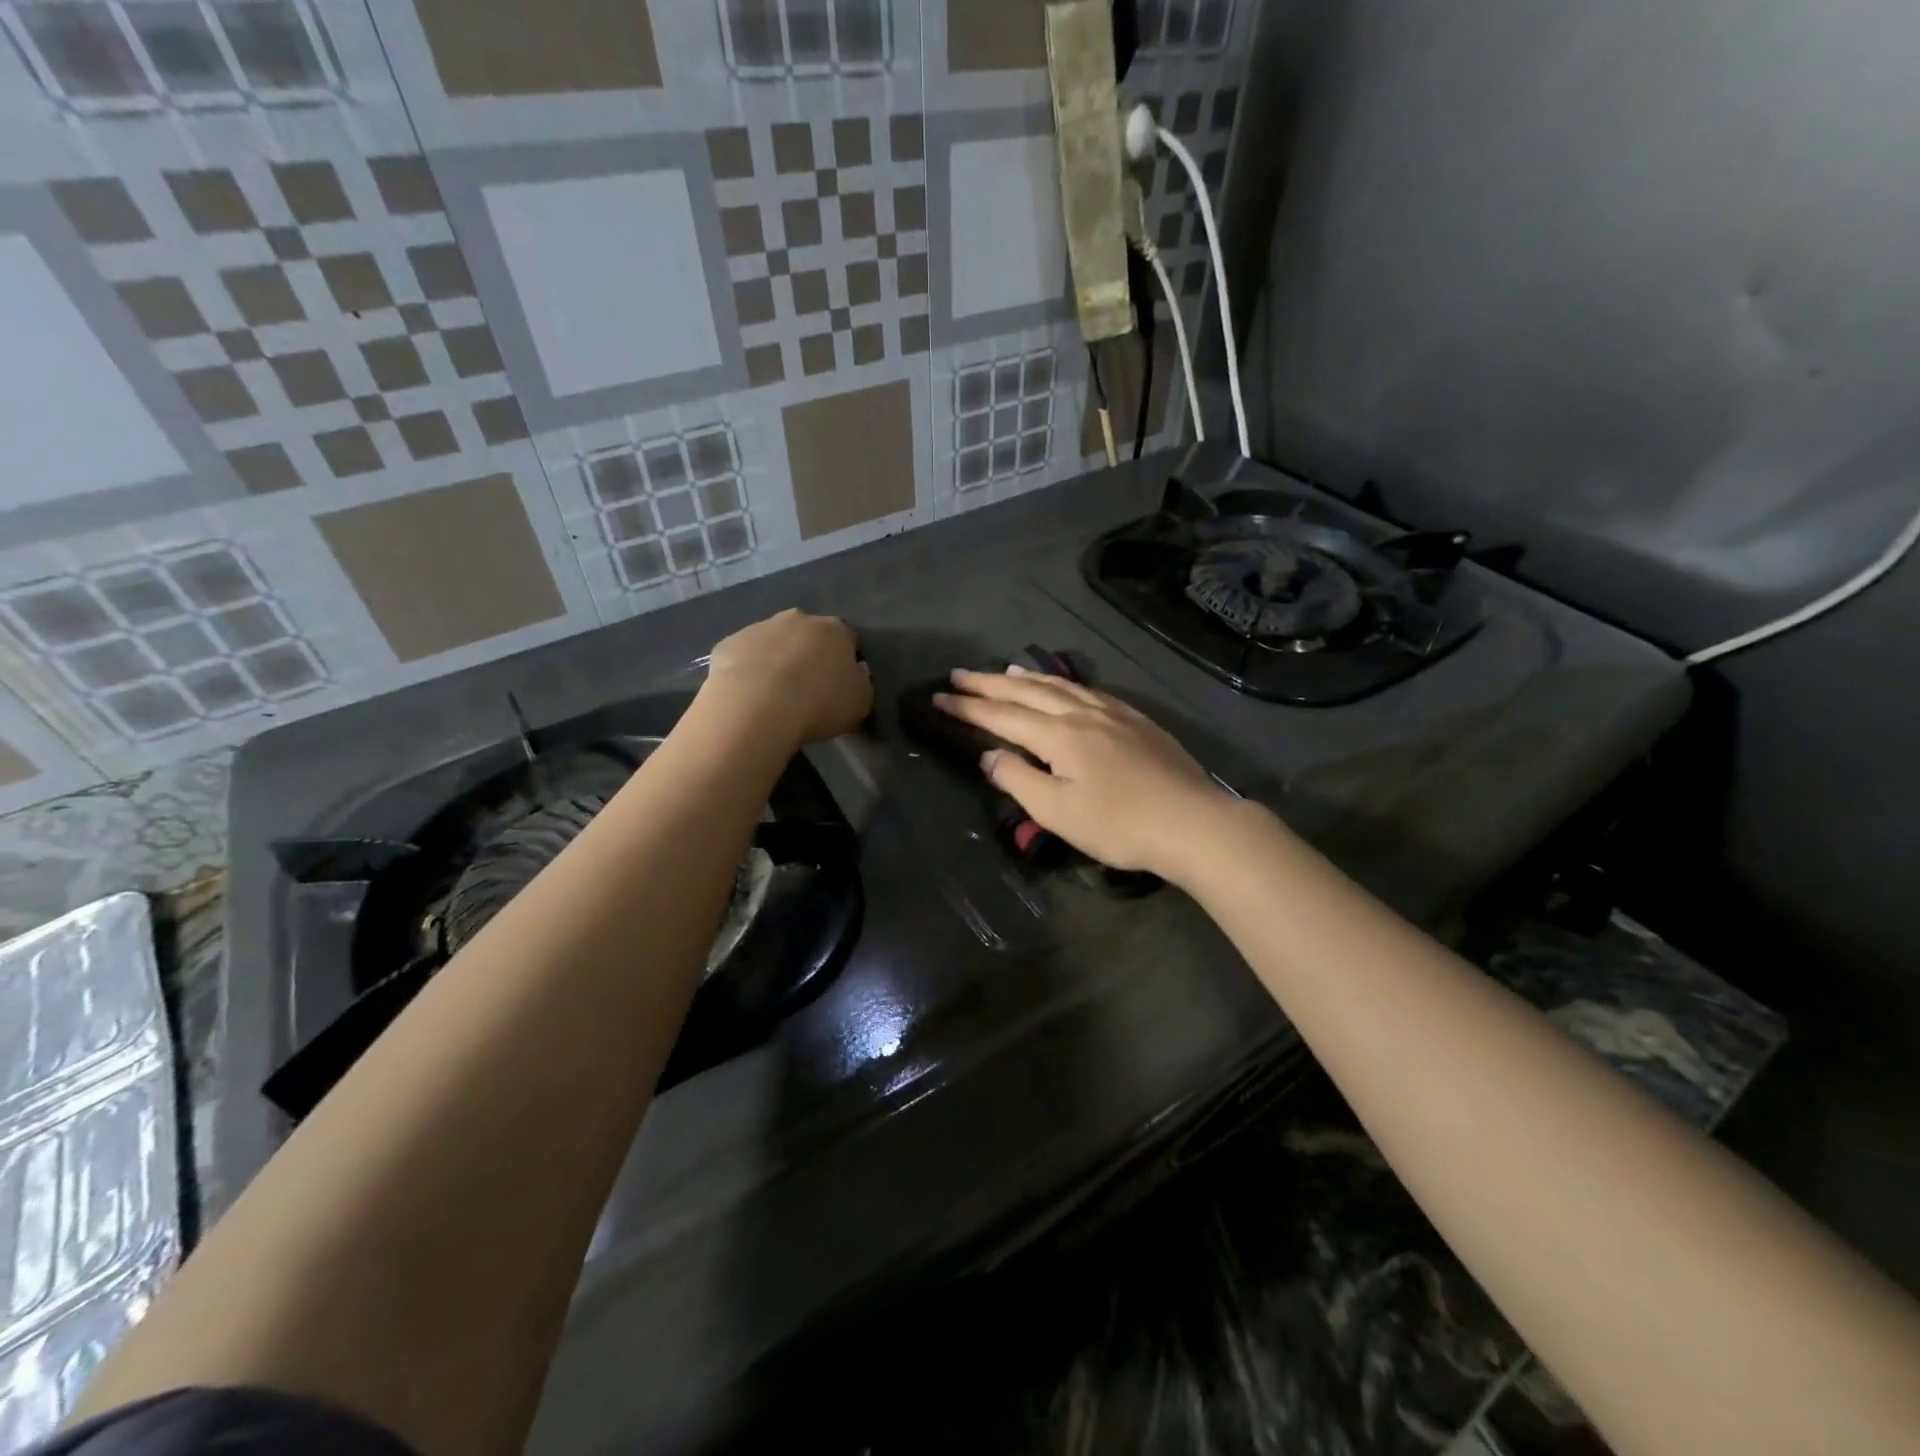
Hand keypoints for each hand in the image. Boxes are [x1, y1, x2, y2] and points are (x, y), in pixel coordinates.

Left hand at [703, 609, 872, 745]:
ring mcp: (760, 627)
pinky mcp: (729, 643)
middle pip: (809, 635)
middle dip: (810, 655)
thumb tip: (856, 673)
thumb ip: (862, 683)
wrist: (757, 707)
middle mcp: (798, 619)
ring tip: (775, 695)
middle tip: (808, 688)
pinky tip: (748, 696)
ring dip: (777, 660)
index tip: (842, 685)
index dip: (847, 662)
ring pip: (774, 642)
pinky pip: (744, 656)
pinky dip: (748, 670)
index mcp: (835, 630)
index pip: (849, 640)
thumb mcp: (860, 702)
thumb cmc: (819, 704)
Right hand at [934, 667, 1233, 880]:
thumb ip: (1019, 779)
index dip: (968, 707)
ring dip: (1026, 677)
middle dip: (989, 683)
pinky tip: (1064, 687)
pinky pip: (1088, 690)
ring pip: (1060, 685)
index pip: (1002, 716)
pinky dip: (1063, 684)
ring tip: (1003, 670)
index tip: (938, 696)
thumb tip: (990, 755)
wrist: (1192, 822)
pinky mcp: (1136, 720)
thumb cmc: (1119, 824)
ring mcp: (1113, 713)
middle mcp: (1082, 713)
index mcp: (1059, 735)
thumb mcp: (1058, 812)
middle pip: (1027, 691)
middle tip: (958, 674)